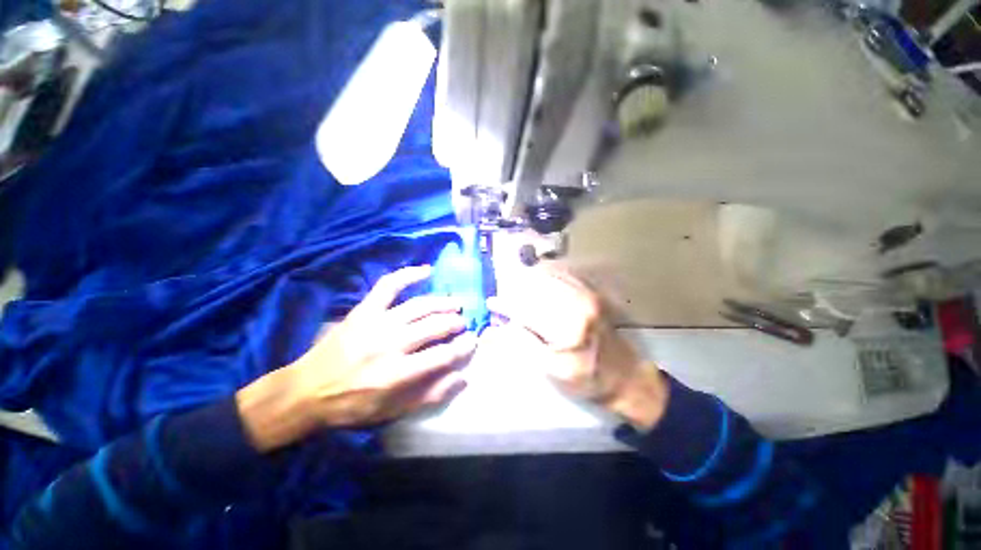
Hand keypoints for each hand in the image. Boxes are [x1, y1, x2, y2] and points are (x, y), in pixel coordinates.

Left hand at [237, 266, 474, 450]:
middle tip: (463, 324)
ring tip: (455, 305)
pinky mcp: (363, 310)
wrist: (305, 392)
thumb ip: (430, 395)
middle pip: (434, 327)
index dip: (463, 347)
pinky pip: (389, 285)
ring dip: (442, 303)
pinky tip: (426, 270)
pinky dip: (409, 275)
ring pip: (419, 306)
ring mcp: (376, 323)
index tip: (473, 341)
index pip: (443, 355)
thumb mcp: (393, 412)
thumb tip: (463, 377)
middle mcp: (390, 344)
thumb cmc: (352, 406)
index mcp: (398, 374)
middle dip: (455, 324)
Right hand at [487, 265, 668, 430]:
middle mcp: (576, 303)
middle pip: (535, 286)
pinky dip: (546, 276)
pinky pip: (563, 275)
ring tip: (516, 290)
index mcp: (566, 327)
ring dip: (528, 281)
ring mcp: (586, 295)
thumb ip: (522, 345)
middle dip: (515, 290)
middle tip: (503, 300)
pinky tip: (537, 283)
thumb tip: (493, 330)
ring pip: (548, 277)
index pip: (525, 308)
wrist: (627, 377)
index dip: (505, 304)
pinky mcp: (591, 293)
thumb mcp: (551, 370)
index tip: (490, 303)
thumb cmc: (587, 379)